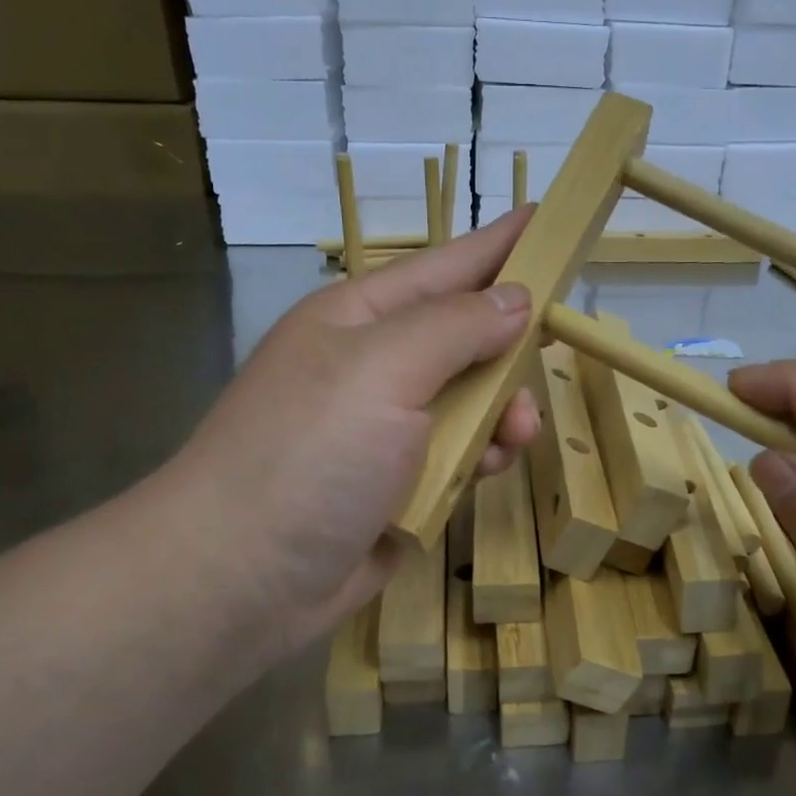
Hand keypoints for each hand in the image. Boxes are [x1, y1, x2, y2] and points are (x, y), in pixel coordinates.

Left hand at [145, 211, 541, 666]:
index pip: (445, 266)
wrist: (242, 578)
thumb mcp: (382, 370)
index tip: (549, 217)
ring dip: (503, 411)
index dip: (499, 244)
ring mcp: (386, 429)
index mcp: (359, 319)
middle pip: (465, 336)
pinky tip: (488, 469)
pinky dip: (481, 457)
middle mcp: (374, 366)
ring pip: (472, 400)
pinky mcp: (400, 484)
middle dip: (510, 344)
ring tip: (516, 433)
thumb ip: (454, 328)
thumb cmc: (308, 454)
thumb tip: (514, 300)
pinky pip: (462, 455)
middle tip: (553, 346)